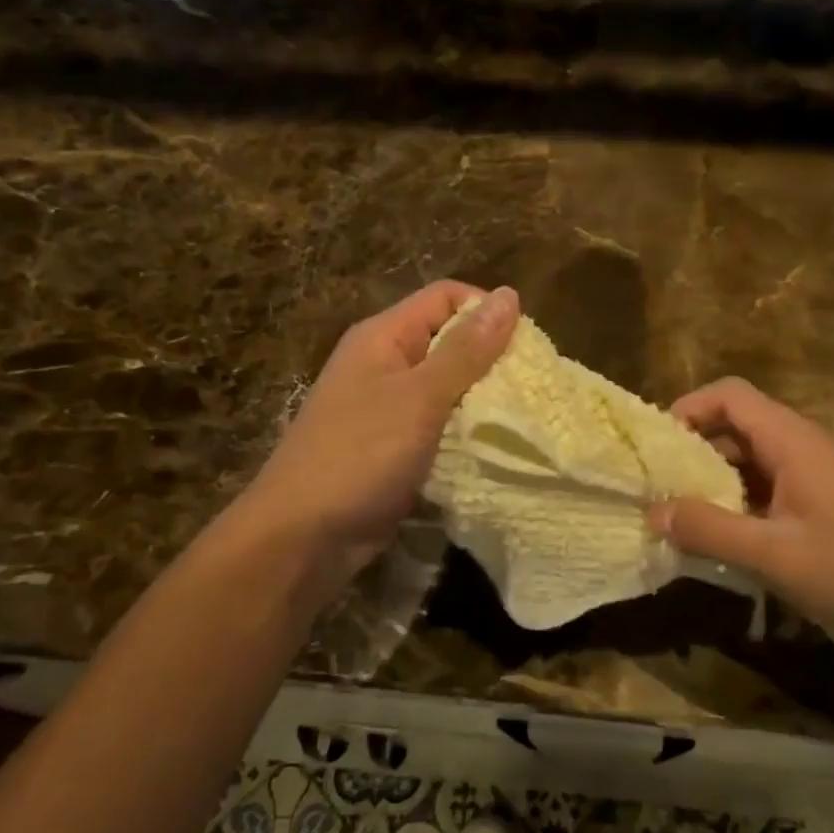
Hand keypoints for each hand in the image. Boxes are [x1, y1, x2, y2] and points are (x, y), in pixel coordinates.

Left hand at [231, 282, 518, 594]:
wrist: (304, 536)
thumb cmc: (359, 455)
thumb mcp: (419, 397)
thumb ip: (465, 350)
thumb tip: (509, 295)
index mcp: (383, 337)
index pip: (445, 297)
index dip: (485, 311)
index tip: (524, 347)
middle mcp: (385, 364)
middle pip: (449, 341)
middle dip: (491, 360)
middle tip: (530, 388)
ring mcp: (389, 408)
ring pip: (448, 387)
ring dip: (482, 400)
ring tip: (521, 418)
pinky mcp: (396, 447)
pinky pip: (440, 425)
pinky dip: (466, 432)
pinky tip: (494, 447)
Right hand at [649, 378, 833, 650]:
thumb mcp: (773, 555)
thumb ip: (709, 530)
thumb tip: (654, 513)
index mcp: (795, 441)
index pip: (731, 395)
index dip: (689, 408)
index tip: (657, 446)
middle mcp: (808, 445)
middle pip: (740, 424)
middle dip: (696, 450)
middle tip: (662, 487)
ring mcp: (823, 473)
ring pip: (756, 458)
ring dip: (719, 480)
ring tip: (687, 515)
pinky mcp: (831, 500)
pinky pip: (775, 484)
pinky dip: (744, 500)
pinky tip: (730, 536)